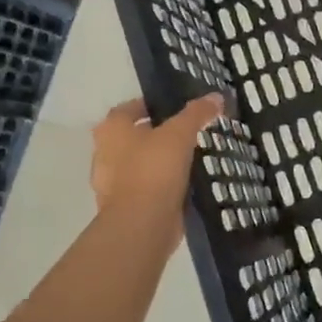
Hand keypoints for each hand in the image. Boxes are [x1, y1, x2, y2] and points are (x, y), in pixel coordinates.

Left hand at [91, 94, 222, 255]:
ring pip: (142, 163)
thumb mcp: (180, 133)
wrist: (142, 224)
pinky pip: (148, 187)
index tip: (177, 107)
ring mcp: (112, 183)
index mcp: (111, 130)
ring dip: (161, 161)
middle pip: (135, 136)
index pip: (131, 108)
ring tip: (191, 156)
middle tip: (188, 131)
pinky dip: (163, 184)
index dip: (153, 105)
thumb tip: (216, 97)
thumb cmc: (154, 169)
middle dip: (159, 134)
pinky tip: (186, 182)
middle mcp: (105, 154)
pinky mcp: (126, 207)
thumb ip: (197, 112)